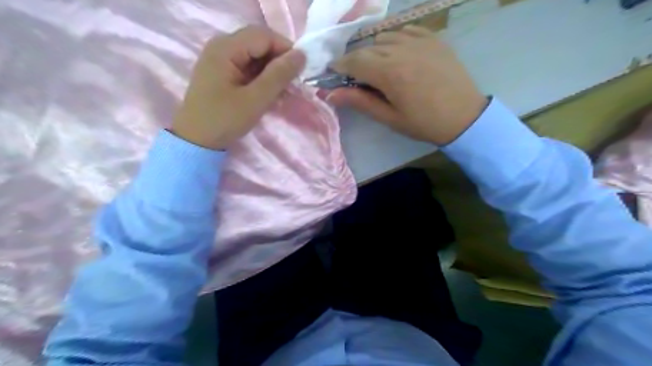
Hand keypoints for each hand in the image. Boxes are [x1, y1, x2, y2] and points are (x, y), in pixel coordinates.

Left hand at [171, 26, 306, 149]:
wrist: (196, 141)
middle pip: (258, 43)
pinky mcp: (222, 72)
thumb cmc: (224, 120)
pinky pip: (247, 66)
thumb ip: (279, 75)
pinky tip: (268, 92)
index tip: (300, 72)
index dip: (285, 50)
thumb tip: (301, 55)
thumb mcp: (255, 100)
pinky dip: (261, 77)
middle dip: (279, 60)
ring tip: (282, 91)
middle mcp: (221, 46)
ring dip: (271, 70)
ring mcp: (220, 59)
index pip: (264, 36)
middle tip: (292, 83)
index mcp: (225, 48)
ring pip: (254, 55)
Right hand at [329, 26, 486, 144]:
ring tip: (378, 67)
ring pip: (384, 37)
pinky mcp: (433, 39)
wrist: (464, 117)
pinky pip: (405, 31)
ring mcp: (420, 41)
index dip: (340, 66)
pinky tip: (398, 54)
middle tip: (356, 77)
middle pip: (367, 48)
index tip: (333, 73)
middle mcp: (402, 50)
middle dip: (356, 61)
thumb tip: (330, 94)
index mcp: (390, 73)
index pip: (354, 61)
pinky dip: (395, 40)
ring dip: (374, 50)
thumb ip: (360, 102)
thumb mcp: (389, 118)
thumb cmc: (424, 123)